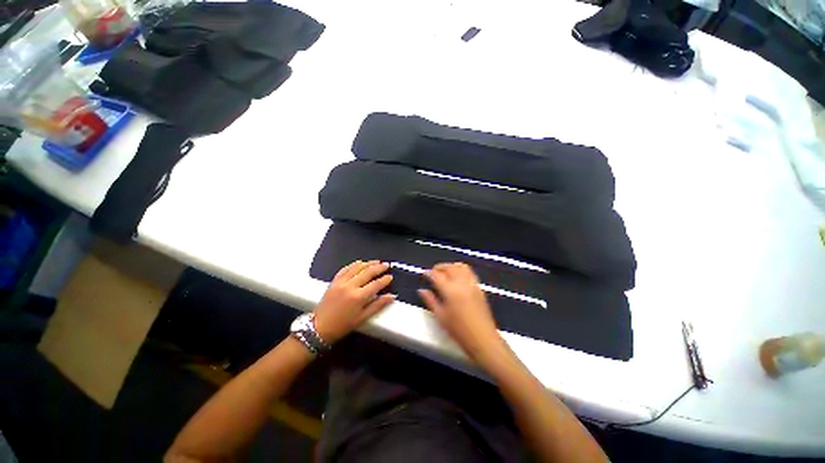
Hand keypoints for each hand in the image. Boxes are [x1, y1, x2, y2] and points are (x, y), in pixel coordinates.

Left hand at [313, 260, 394, 343]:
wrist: (319, 327)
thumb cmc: (343, 325)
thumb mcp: (362, 318)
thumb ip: (378, 305)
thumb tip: (391, 296)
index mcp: (358, 297)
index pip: (376, 284)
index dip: (385, 280)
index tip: (390, 276)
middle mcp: (350, 286)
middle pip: (367, 272)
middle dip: (379, 268)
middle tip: (386, 264)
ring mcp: (341, 282)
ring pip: (357, 268)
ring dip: (368, 263)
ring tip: (376, 261)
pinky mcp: (334, 281)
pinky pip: (345, 269)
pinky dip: (354, 264)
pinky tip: (359, 262)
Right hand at [418, 263, 503, 364]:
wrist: (482, 338)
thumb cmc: (459, 330)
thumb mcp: (440, 316)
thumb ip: (430, 301)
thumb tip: (421, 291)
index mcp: (450, 290)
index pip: (437, 275)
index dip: (429, 273)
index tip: (424, 274)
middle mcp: (462, 283)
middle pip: (449, 267)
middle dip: (439, 267)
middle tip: (433, 272)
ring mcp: (472, 284)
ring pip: (461, 266)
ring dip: (451, 266)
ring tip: (445, 272)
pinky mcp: (479, 287)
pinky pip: (469, 272)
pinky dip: (461, 269)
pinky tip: (457, 276)